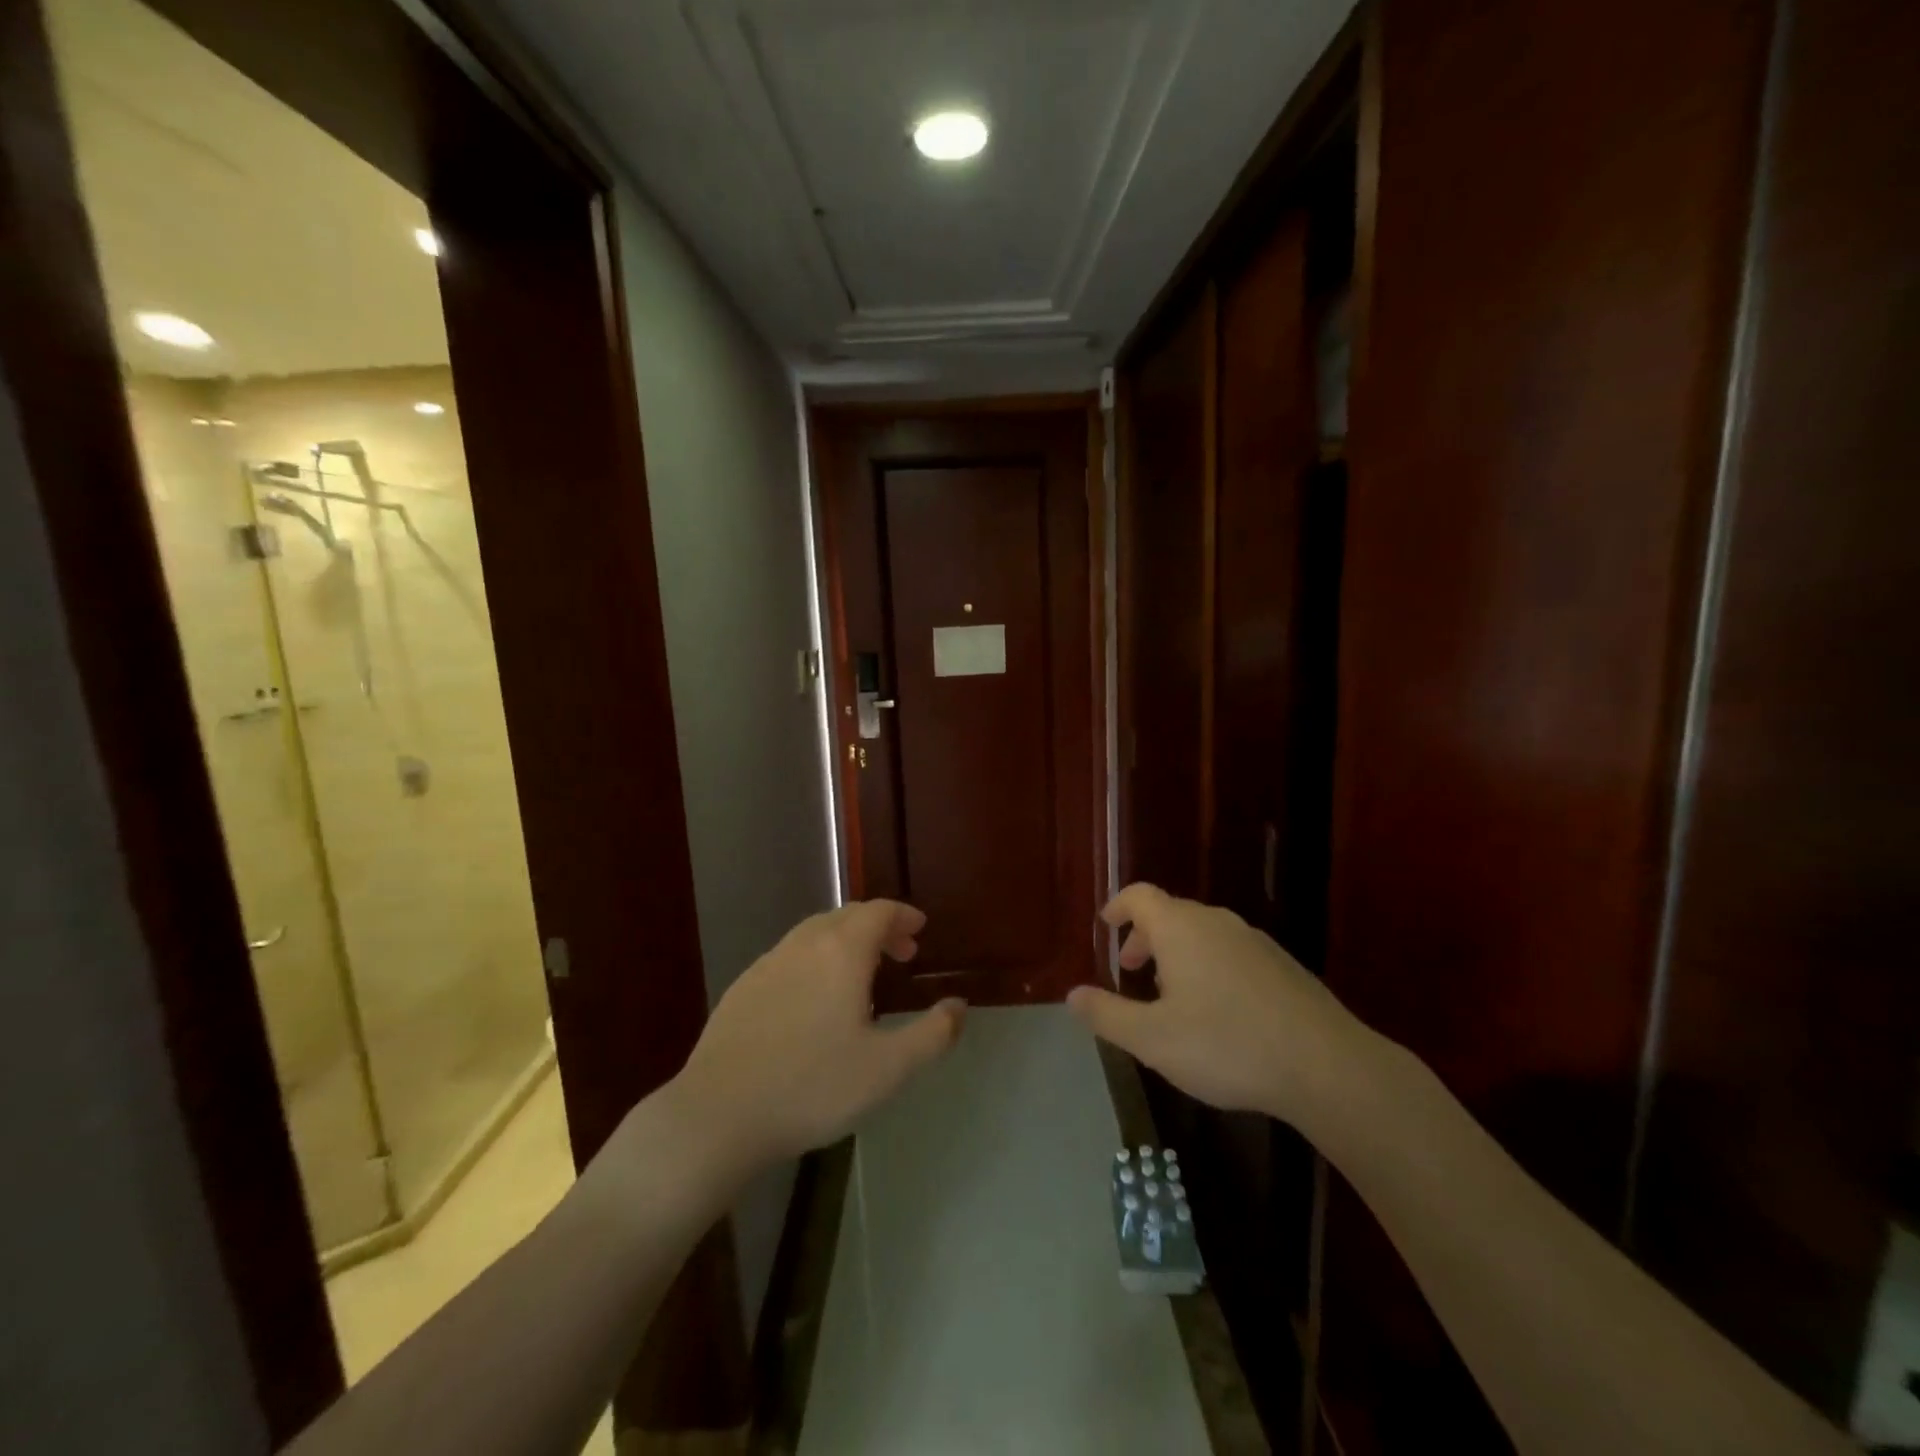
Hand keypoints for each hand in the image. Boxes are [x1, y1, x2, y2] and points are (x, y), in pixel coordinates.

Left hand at [670, 901, 965, 1169]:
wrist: (718, 1114)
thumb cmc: (813, 1087)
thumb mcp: (889, 1069)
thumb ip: (933, 1034)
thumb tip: (958, 1006)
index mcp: (841, 951)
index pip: (879, 911)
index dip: (903, 915)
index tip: (920, 930)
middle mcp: (804, 944)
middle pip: (847, 917)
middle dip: (878, 927)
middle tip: (901, 953)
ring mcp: (768, 963)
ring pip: (815, 934)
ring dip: (845, 942)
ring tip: (861, 976)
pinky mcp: (742, 988)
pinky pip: (790, 957)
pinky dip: (815, 961)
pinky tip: (814, 1001)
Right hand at [1067, 883, 1370, 1129]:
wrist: (1326, 1066)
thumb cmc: (1226, 1045)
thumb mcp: (1153, 1039)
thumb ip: (1107, 1014)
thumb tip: (1072, 995)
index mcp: (1180, 928)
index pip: (1139, 896)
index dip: (1118, 906)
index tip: (1106, 926)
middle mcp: (1216, 922)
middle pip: (1170, 913)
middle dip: (1145, 938)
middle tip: (1132, 971)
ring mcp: (1254, 941)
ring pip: (1203, 934)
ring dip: (1178, 954)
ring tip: (1172, 997)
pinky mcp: (1282, 965)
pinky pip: (1231, 952)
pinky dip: (1210, 966)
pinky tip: (1219, 1012)